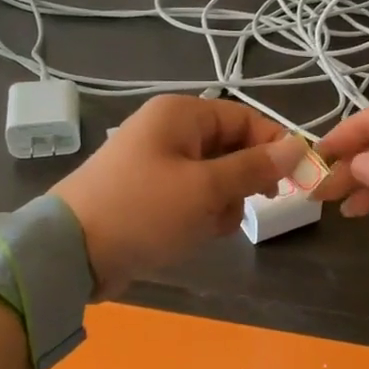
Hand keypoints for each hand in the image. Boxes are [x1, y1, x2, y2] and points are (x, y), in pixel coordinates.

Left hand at [51, 96, 303, 296]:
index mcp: (181, 114)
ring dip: (223, 202)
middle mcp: (169, 130)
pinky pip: (193, 194)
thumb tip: (298, 146)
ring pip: (215, 175)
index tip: (297, 179)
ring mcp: (157, 161)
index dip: (274, 146)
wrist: (70, 253)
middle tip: (253, 205)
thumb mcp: (206, 189)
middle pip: (231, 147)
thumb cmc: (143, 211)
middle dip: (244, 180)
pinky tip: (195, 233)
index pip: (245, 118)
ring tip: (210, 225)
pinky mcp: (149, 191)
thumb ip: (254, 167)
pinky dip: (201, 213)